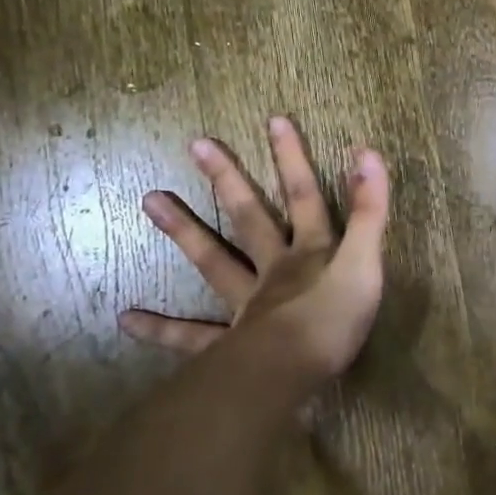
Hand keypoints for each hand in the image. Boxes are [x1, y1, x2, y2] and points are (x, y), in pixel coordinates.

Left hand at [119, 116, 390, 384]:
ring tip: (149, 200)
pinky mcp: (228, 345)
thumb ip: (369, 212)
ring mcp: (245, 306)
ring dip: (184, 231)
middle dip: (229, 180)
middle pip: (249, 218)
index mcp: (309, 254)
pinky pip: (191, 337)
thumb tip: (367, 152)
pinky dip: (161, 329)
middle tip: (196, 145)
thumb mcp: (365, 263)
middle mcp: (273, 271)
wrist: (293, 374)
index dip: (293, 159)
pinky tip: (126, 319)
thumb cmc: (334, 320)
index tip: (274, 120)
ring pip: (214, 262)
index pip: (305, 197)